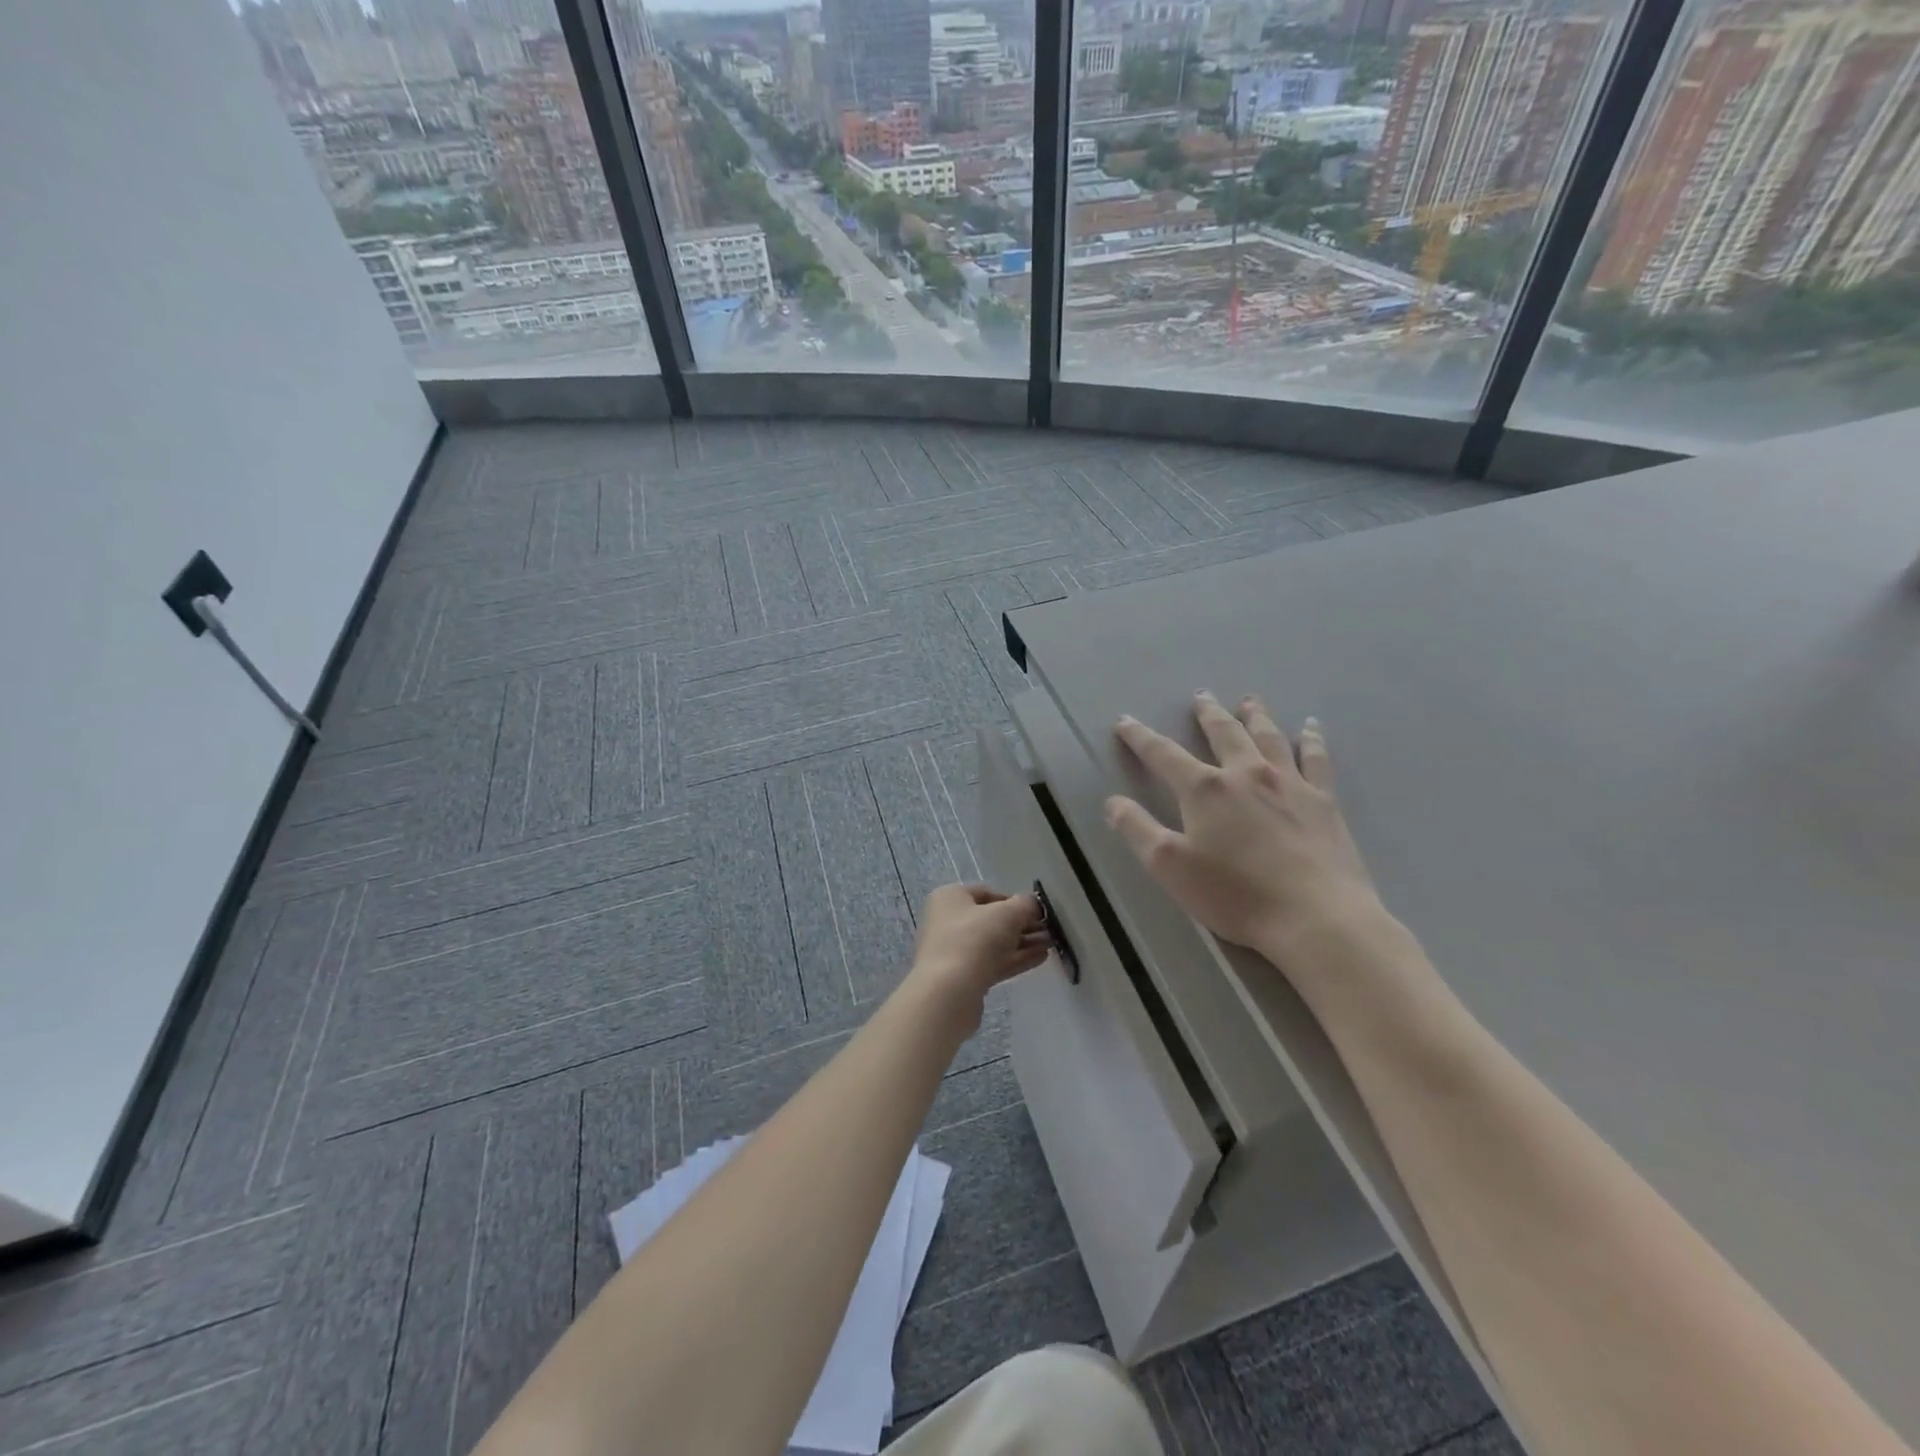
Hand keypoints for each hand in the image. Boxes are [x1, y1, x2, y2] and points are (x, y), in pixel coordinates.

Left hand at [906, 884, 1050, 1027]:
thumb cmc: (974, 939)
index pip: (987, 893)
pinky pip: (993, 962)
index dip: (1014, 899)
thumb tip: (1032, 905)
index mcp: (950, 898)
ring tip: (1051, 943)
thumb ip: (1024, 905)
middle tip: (1048, 929)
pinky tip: (1041, 958)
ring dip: (1023, 942)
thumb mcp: (1007, 913)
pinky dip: (1016, 959)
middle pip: (991, 919)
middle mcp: (948, 921)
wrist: (949, 992)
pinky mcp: (963, 977)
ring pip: (994, 943)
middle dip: (1022, 924)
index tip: (1037, 910)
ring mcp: (954, 951)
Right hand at [1105, 692, 1384, 963]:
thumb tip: (1112, 801)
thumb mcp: (1169, 867)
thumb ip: (1137, 830)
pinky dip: (1311, 739)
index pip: (1163, 754)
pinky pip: (1316, 759)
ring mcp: (1289, 784)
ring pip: (1268, 737)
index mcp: (1205, 789)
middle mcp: (1246, 774)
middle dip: (1207, 714)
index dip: (1140, 737)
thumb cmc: (1235, 894)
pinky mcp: (1323, 801)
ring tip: (1248, 702)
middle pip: (1223, 733)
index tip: (1125, 721)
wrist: (1317, 917)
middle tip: (1200, 696)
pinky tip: (1311, 727)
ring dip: (1255, 716)